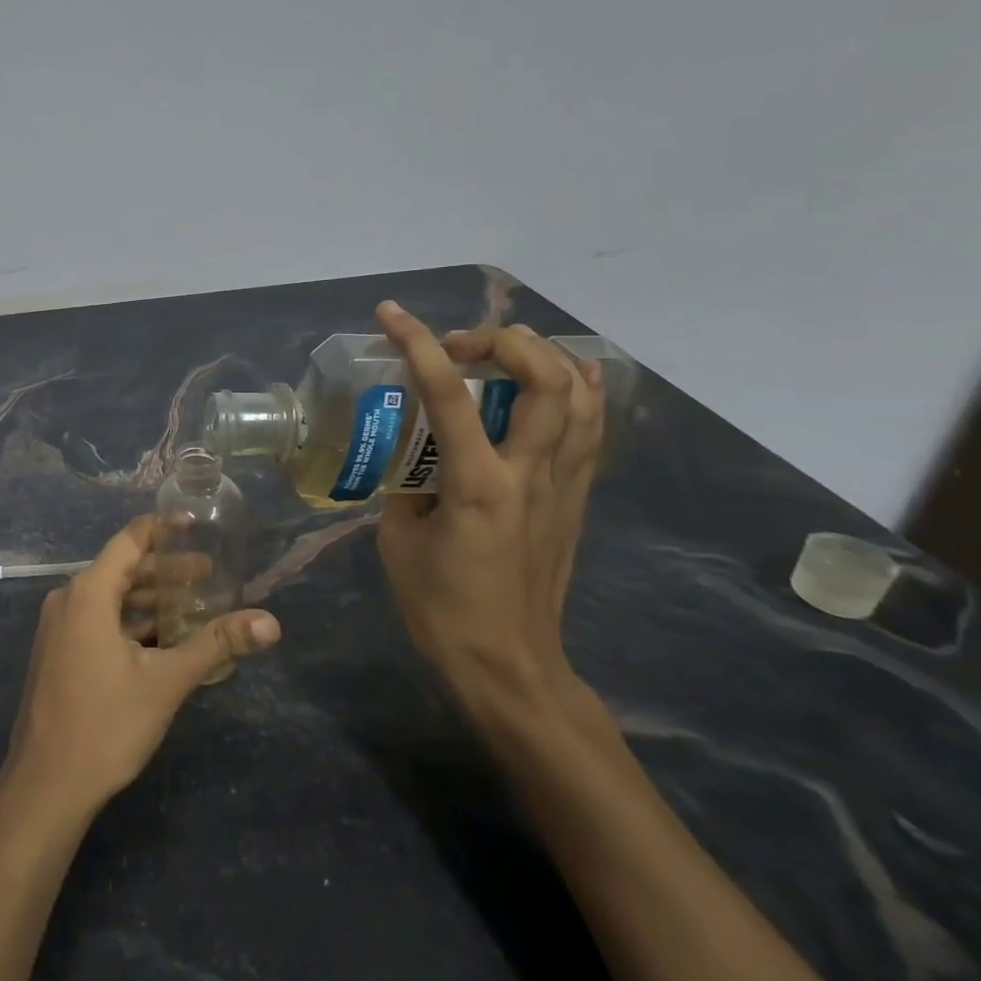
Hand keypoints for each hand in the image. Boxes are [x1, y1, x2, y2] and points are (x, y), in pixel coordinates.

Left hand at [0, 516, 280, 821]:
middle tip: (210, 574)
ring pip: (110, 597)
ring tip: (193, 605)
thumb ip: (216, 644)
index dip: (163, 528)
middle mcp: (68, 600)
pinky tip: (161, 639)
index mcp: (88, 593)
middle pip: (122, 568)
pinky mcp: (58, 653)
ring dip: (149, 598)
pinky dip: (130, 621)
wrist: (45, 787)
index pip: (130, 540)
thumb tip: (271, 623)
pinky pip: (98, 620)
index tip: (196, 524)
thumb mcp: (166, 682)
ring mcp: (59, 628)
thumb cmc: (105, 725)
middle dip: (166, 569)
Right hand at [373, 301, 603, 706]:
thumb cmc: (441, 608)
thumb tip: (413, 457)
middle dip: (502, 341)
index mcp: (478, 484)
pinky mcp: (576, 499)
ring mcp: (563, 485)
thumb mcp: (398, 539)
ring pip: (580, 396)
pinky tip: (561, 378)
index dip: (418, 344)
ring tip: (503, 353)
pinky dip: (578, 390)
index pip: (449, 394)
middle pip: (545, 378)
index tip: (392, 315)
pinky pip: (589, 428)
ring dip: (543, 357)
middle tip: (459, 346)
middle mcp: (530, 473)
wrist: (508, 665)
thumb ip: (405, 485)